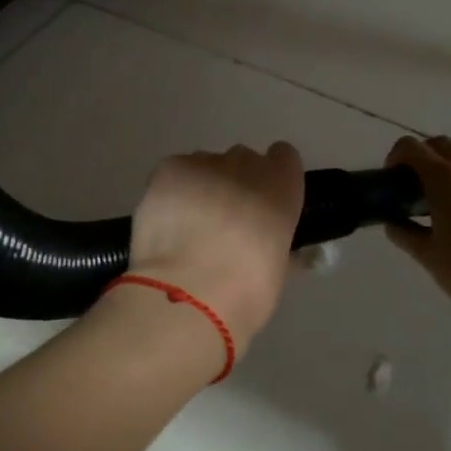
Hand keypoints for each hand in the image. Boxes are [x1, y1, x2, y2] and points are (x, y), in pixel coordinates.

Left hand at [126, 143, 304, 346]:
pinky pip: (174, 173)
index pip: (283, 158)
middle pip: (241, 160)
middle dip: (234, 184)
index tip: (263, 202)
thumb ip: (276, 247)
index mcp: (282, 188)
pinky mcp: (168, 171)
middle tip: (222, 223)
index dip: (272, 178)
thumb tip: (271, 248)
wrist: (189, 293)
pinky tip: (166, 221)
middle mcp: (246, 166)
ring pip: (205, 165)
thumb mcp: (277, 272)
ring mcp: (204, 164)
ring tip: (188, 226)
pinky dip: (171, 192)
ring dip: (201, 187)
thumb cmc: (245, 292)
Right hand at [384, 136, 450, 314]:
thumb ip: (405, 233)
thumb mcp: (427, 255)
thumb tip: (392, 222)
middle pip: (439, 143)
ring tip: (437, 194)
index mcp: (443, 178)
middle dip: (421, 155)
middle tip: (411, 186)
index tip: (391, 180)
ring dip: (445, 162)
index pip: (411, 147)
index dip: (395, 157)